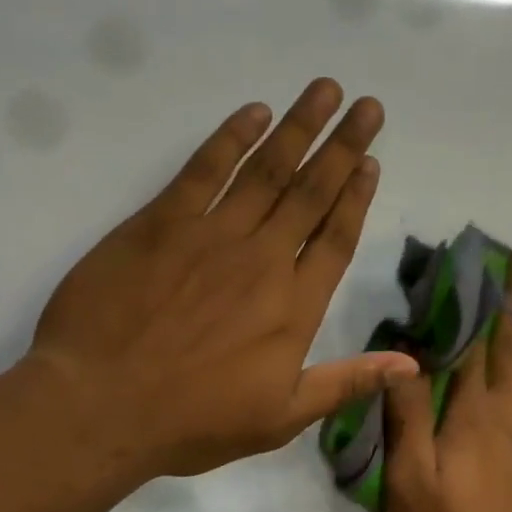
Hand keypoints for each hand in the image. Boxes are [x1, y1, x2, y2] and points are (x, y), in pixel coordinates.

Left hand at [27, 79, 417, 478]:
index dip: (356, 198)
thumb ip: (347, 383)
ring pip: (267, 171)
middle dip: (342, 147)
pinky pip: (204, 170)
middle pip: (311, 193)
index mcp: (294, 307)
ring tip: (326, 91)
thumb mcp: (282, 418)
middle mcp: (263, 260)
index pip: (335, 239)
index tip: (372, 161)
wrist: (100, 406)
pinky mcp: (161, 223)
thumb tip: (411, 366)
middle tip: (368, 106)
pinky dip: (231, 138)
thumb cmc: (194, 420)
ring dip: (298, 128)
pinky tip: (254, 113)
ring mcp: (212, 235)